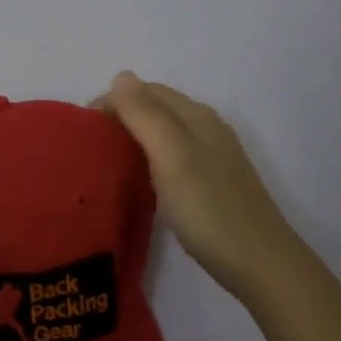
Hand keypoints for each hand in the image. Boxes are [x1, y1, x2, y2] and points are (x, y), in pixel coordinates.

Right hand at [99, 72, 300, 307]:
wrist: (259, 264)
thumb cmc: (210, 209)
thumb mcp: (173, 156)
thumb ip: (146, 115)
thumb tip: (121, 76)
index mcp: (197, 117)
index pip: (146, 91)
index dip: (112, 101)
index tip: (81, 129)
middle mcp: (207, 129)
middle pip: (157, 109)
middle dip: (120, 117)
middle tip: (87, 146)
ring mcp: (212, 158)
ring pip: (164, 134)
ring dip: (133, 138)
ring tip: (105, 161)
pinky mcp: (212, 185)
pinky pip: (172, 159)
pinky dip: (149, 160)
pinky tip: (138, 182)